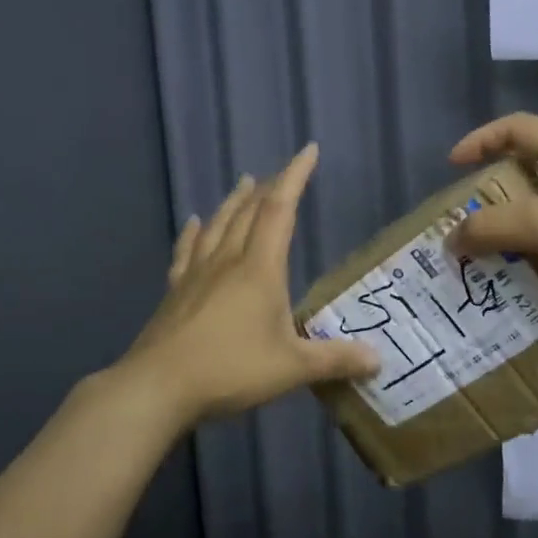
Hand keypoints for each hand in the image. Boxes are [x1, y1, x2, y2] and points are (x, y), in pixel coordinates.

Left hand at [120, 143, 380, 425]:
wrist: (158, 387)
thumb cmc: (231, 370)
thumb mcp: (292, 368)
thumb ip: (335, 360)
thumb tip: (379, 360)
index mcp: (259, 269)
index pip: (280, 210)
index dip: (295, 177)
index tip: (308, 150)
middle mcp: (227, 261)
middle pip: (249, 212)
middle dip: (269, 187)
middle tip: (281, 173)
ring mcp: (197, 274)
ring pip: (218, 225)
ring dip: (235, 202)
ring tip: (245, 183)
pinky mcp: (175, 292)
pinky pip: (187, 252)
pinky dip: (194, 233)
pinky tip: (194, 223)